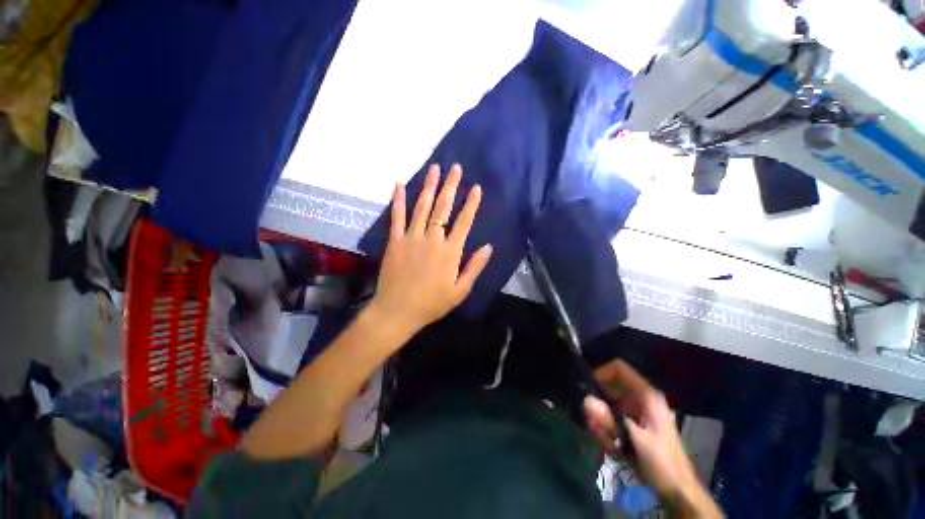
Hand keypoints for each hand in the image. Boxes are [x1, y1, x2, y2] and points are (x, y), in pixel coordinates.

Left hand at [369, 163, 492, 336]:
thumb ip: (475, 267)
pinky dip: (398, 200)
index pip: (464, 222)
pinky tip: (399, 185)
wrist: (398, 311)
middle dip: (451, 186)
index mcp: (450, 251)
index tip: (476, 188)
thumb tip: (488, 246)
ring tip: (434, 168)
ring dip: (429, 186)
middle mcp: (432, 239)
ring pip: (422, 207)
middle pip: (443, 208)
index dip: (471, 204)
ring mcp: (411, 237)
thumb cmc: (432, 303)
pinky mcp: (395, 240)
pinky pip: (397, 217)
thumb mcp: (460, 291)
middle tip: (455, 168)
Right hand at [583, 360, 720, 517]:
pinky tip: (612, 448)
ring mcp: (635, 412)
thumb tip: (586, 400)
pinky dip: (606, 432)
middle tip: (595, 425)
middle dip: (599, 407)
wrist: (678, 491)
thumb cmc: (662, 462)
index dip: (601, 373)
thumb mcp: (636, 440)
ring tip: (608, 443)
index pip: (619, 369)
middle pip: (608, 389)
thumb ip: (611, 419)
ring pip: (607, 407)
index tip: (588, 388)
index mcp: (646, 396)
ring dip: (602, 424)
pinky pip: (610, 420)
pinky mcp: (631, 425)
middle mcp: (639, 400)